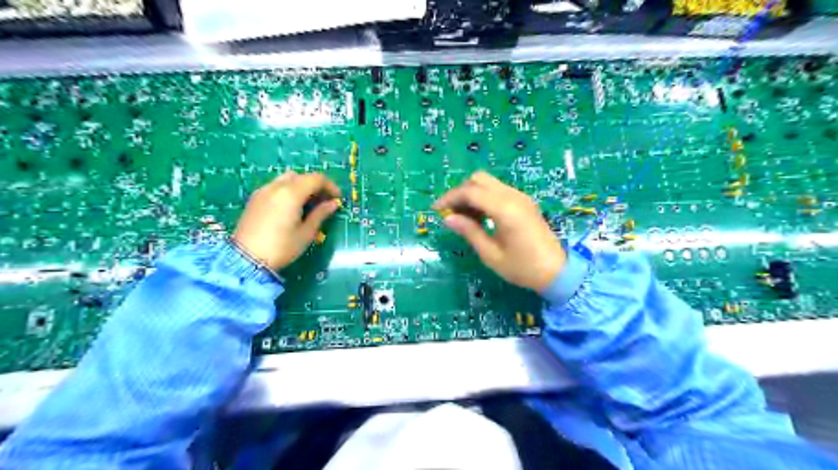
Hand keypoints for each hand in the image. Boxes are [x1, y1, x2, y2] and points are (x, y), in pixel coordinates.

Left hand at [231, 170, 338, 269]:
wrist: (246, 260)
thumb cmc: (281, 248)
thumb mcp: (306, 233)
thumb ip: (320, 214)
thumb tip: (333, 204)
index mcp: (291, 193)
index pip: (316, 179)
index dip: (330, 186)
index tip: (337, 199)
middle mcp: (276, 187)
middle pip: (301, 176)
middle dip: (315, 185)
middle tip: (323, 201)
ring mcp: (263, 191)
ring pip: (286, 179)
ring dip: (301, 186)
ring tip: (307, 204)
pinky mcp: (254, 199)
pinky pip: (275, 186)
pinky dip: (287, 190)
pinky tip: (291, 207)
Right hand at [436, 170, 564, 291]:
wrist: (557, 271)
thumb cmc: (522, 267)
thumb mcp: (491, 254)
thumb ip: (469, 232)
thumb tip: (448, 219)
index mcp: (505, 209)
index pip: (471, 192)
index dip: (450, 198)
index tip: (436, 210)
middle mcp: (513, 196)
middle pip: (479, 179)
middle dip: (461, 192)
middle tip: (451, 212)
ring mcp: (520, 197)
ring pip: (488, 183)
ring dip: (472, 194)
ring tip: (463, 217)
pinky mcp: (524, 202)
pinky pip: (498, 190)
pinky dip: (484, 197)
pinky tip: (479, 216)